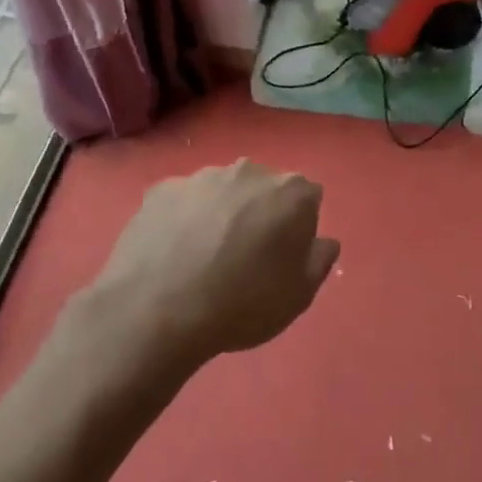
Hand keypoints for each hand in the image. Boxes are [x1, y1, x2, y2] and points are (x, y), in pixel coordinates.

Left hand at [78, 160, 339, 371]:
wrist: (158, 310)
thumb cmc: (243, 303)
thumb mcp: (299, 295)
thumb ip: (319, 260)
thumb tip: (324, 241)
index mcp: (291, 192)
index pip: (307, 199)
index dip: (298, 228)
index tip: (283, 257)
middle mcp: (249, 171)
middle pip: (263, 189)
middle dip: (259, 214)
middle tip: (244, 257)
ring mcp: (201, 176)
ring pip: (221, 192)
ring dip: (220, 214)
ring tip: (202, 258)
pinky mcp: (161, 189)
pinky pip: (183, 202)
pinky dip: (183, 220)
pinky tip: (172, 254)